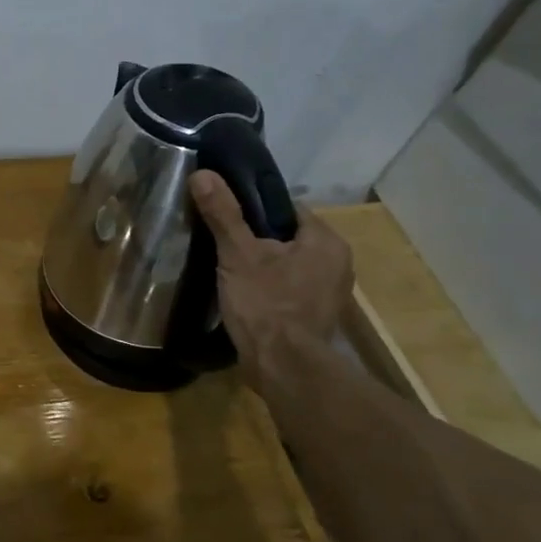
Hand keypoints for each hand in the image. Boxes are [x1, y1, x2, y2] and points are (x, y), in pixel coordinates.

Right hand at [189, 171, 353, 384]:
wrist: (284, 367)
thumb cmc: (265, 304)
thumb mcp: (238, 254)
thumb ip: (223, 214)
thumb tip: (203, 174)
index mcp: (326, 241)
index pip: (288, 209)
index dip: (255, 210)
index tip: (227, 217)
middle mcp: (337, 263)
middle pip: (288, 237)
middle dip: (258, 240)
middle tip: (223, 245)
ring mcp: (330, 293)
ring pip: (289, 265)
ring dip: (264, 266)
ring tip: (229, 269)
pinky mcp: (317, 317)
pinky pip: (290, 289)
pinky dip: (270, 288)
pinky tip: (246, 295)